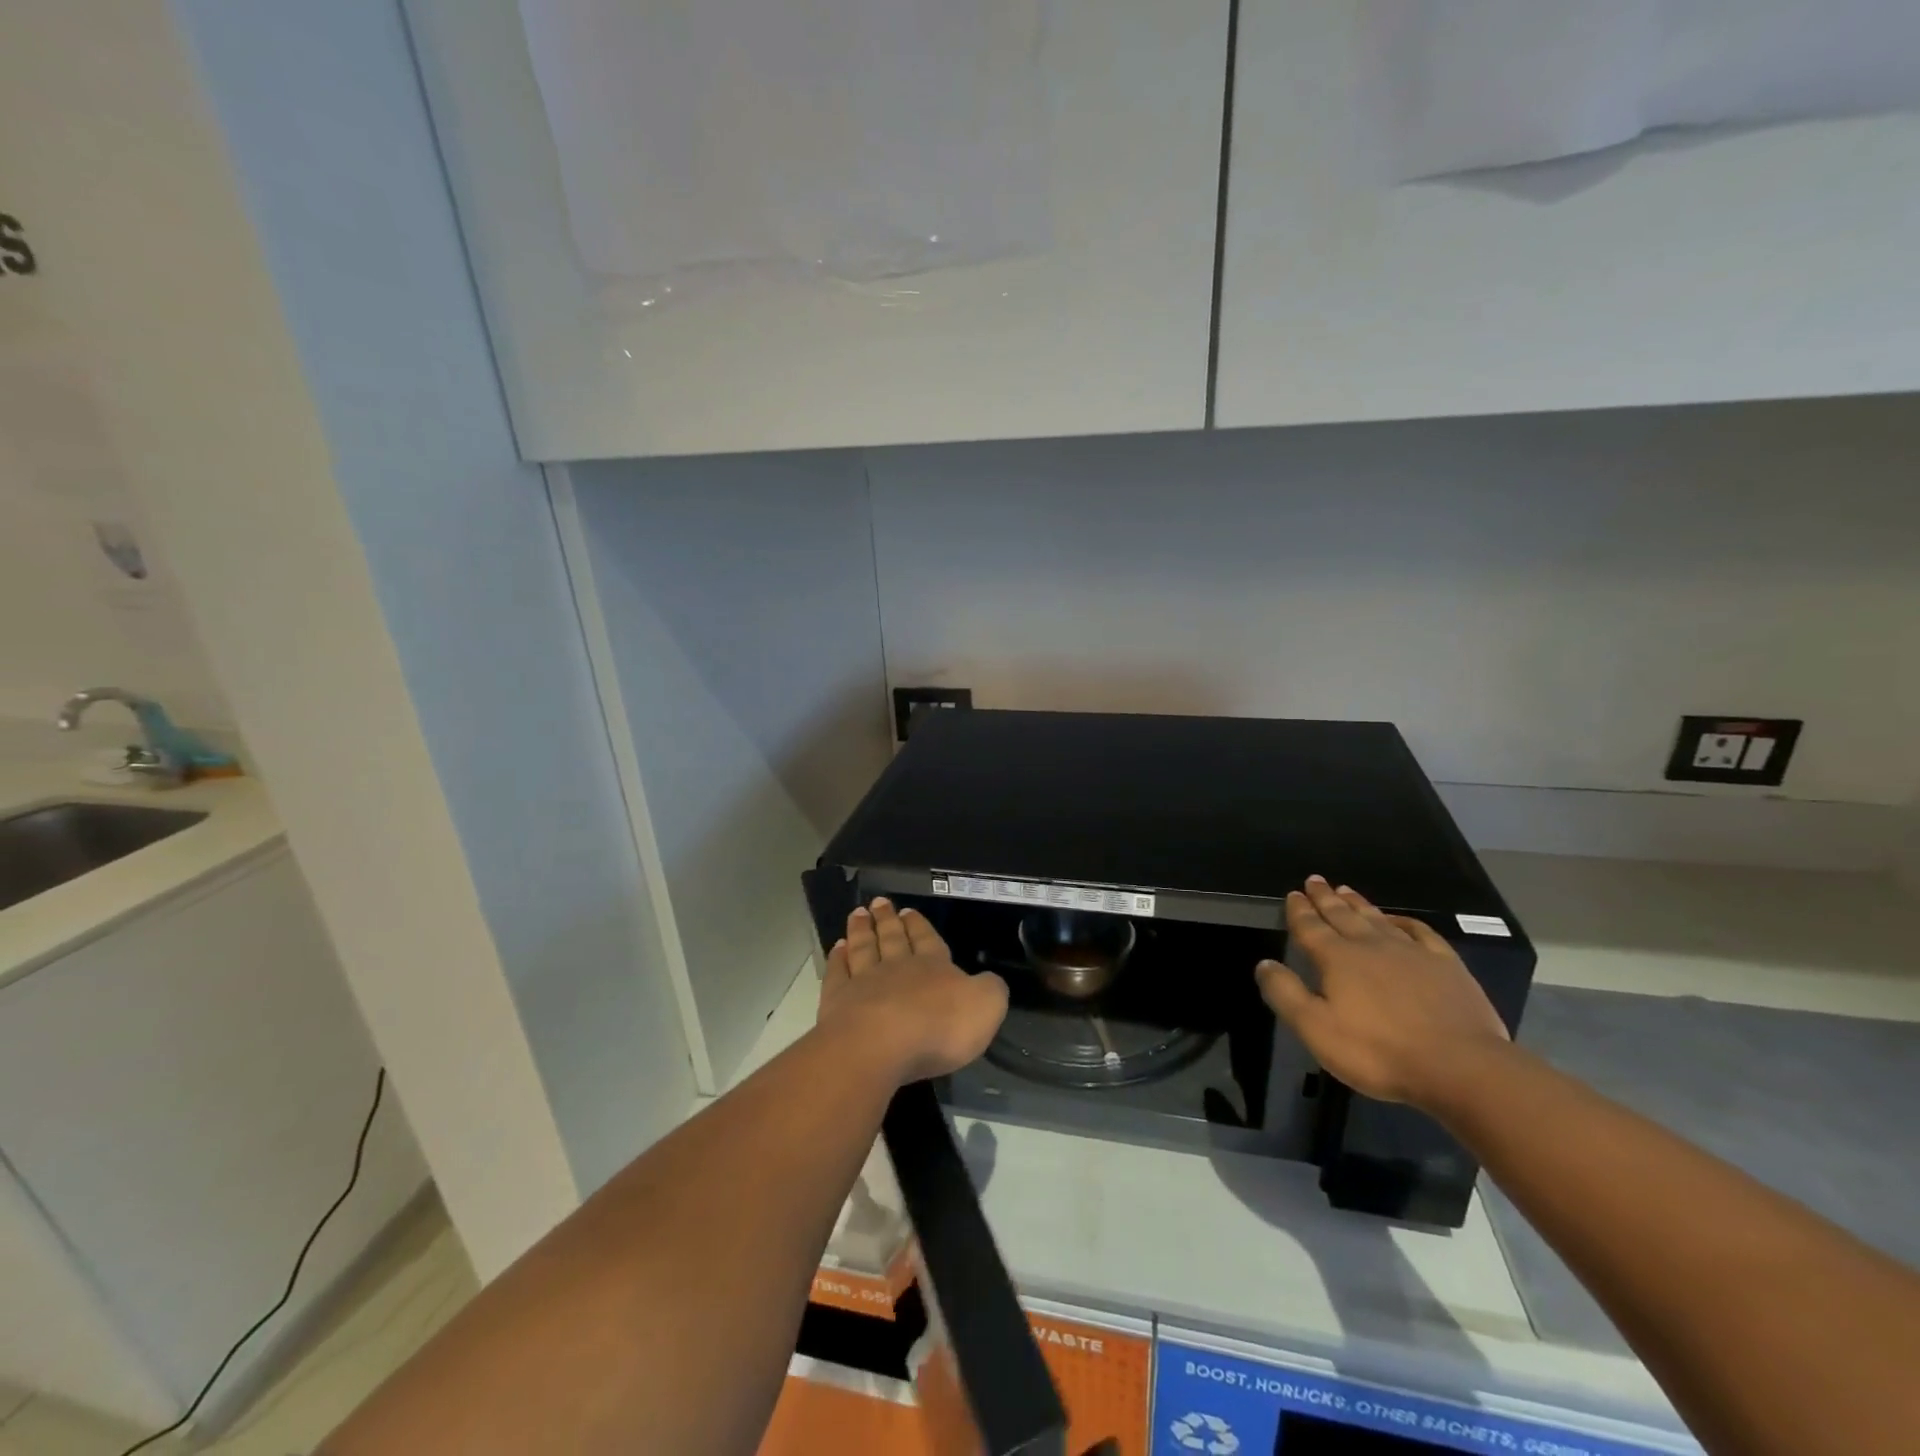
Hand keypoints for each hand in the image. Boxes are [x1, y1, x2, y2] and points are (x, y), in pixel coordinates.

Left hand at [818, 898, 1008, 1084]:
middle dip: (888, 920)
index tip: (909, 911)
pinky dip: (837, 959)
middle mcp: (897, 967)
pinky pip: (837, 973)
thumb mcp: (985, 1007)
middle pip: (892, 938)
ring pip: (864, 948)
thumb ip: (989, 990)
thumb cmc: (938, 1028)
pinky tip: (837, 949)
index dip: (920, 926)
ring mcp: (863, 981)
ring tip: (858, 913)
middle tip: (880, 902)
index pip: (928, 940)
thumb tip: (989, 980)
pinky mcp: (837, 1001)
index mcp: (934, 966)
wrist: (880, 1046)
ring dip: (861, 930)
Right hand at [1256, 876, 1509, 1110]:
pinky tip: (1399, 920)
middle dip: (1326, 898)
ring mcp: (1411, 952)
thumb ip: (1285, 994)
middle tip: (1315, 880)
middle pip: (1342, 915)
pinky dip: (1405, 922)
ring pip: (1377, 919)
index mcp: (1337, 958)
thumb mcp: (1316, 1029)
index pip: (1311, 927)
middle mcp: (1371, 945)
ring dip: (1358, 904)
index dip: (1299, 910)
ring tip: (1345, 890)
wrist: (1461, 1067)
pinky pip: (1420, 932)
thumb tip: (1263, 963)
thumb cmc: (1378, 1051)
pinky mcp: (1446, 965)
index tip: (1293, 894)